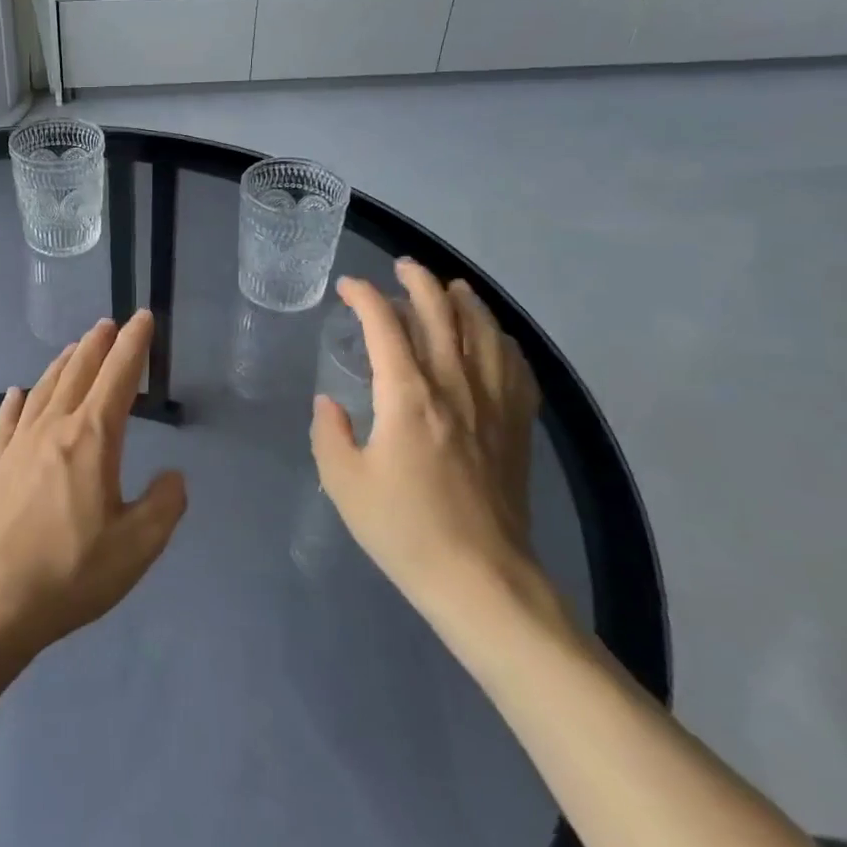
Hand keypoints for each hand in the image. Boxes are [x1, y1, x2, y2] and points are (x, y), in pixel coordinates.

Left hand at [0, 310, 187, 665]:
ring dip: (63, 364)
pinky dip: (16, 401)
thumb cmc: (70, 572)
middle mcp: (53, 428)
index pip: (119, 377)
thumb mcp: (137, 547)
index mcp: (91, 438)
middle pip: (78, 372)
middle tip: (110, 323)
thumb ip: (164, 505)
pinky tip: (17, 393)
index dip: (134, 345)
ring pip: (44, 388)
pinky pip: (7, 420)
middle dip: (99, 345)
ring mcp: (17, 445)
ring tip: (75, 348)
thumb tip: (172, 476)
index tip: (142, 318)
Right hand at [310, 260, 548, 630]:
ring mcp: (493, 405)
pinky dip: (502, 341)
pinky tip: (494, 339)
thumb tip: (329, 404)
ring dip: (465, 301)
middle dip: (419, 282)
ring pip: (484, 332)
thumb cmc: (404, 531)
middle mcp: (455, 387)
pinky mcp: (517, 427)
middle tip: (402, 267)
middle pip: (442, 315)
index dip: (365, 297)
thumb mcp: (345, 483)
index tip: (348, 286)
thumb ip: (329, 434)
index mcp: (408, 397)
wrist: (481, 579)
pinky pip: (516, 367)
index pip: (385, 327)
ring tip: (450, 287)